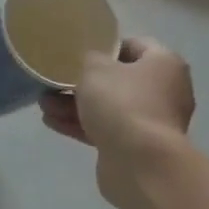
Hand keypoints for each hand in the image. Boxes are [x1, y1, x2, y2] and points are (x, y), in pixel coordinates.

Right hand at [39, 37, 195, 208]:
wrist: (140, 162)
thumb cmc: (122, 104)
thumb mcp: (95, 69)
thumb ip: (89, 59)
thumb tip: (92, 64)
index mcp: (164, 64)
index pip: (135, 45)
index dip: (106, 46)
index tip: (79, 53)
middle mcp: (164, 91)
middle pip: (119, 80)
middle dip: (83, 82)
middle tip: (54, 83)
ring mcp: (151, 121)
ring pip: (109, 107)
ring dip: (75, 105)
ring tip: (44, 105)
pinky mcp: (137, 146)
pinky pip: (106, 129)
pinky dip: (81, 125)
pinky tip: (52, 123)